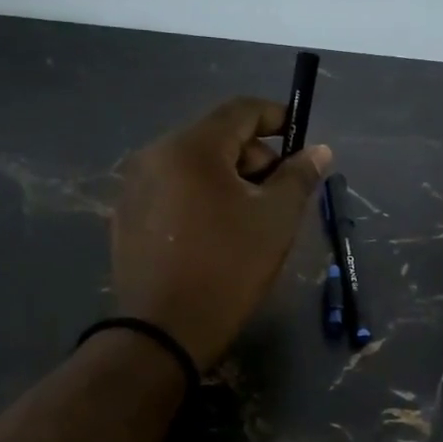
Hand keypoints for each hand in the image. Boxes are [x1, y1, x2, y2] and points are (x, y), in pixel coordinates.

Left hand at [113, 98, 332, 370]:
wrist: (163, 331)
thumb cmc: (228, 268)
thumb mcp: (276, 220)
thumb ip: (299, 177)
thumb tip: (318, 151)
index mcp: (191, 147)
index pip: (240, 110)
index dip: (275, 117)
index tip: (299, 136)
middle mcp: (154, 155)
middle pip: (214, 138)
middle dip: (253, 156)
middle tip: (278, 192)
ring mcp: (134, 187)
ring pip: (191, 166)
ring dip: (226, 179)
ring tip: (249, 217)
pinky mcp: (125, 217)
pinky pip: (170, 191)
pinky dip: (198, 198)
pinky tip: (213, 233)